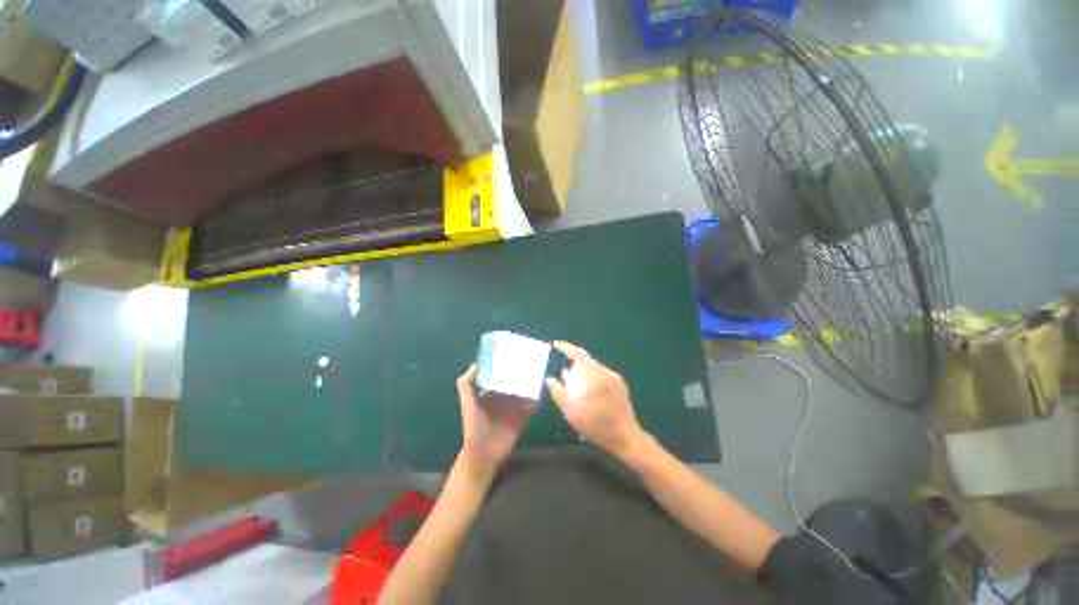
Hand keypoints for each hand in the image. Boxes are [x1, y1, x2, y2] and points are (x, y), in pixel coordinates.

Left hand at [457, 365, 534, 472]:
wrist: (483, 454)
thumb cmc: (473, 426)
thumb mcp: (468, 404)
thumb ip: (466, 385)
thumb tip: (475, 364)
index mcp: (491, 392)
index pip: (500, 374)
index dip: (506, 364)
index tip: (514, 351)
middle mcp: (504, 397)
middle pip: (515, 381)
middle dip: (522, 372)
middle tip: (532, 358)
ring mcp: (515, 407)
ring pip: (525, 391)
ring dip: (531, 384)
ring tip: (540, 371)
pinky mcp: (523, 417)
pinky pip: (532, 405)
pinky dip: (537, 399)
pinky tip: (542, 390)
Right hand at [545, 341, 647, 459]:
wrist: (626, 438)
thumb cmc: (597, 426)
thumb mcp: (572, 413)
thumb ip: (559, 393)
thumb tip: (549, 378)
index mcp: (594, 376)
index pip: (578, 354)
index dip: (566, 347)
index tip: (555, 345)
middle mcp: (606, 372)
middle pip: (586, 360)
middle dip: (573, 363)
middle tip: (563, 376)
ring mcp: (615, 377)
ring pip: (594, 367)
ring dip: (582, 371)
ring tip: (574, 385)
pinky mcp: (620, 384)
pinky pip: (601, 373)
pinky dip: (591, 376)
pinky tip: (588, 390)